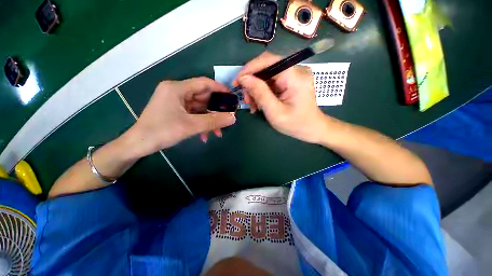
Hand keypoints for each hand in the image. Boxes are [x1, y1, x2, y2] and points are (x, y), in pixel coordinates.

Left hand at [123, 77, 235, 157]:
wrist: (138, 144)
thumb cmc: (162, 131)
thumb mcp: (191, 126)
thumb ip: (214, 121)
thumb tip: (233, 117)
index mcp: (177, 88)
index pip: (204, 83)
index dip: (219, 89)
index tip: (231, 98)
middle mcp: (177, 92)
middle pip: (203, 97)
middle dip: (215, 110)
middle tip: (227, 118)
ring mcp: (176, 102)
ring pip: (199, 108)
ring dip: (209, 120)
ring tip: (218, 132)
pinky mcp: (175, 111)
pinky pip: (193, 114)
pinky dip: (201, 123)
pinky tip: (205, 135)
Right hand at [234, 52, 327, 143]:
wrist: (312, 129)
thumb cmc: (296, 124)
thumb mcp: (275, 112)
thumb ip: (260, 94)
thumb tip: (244, 78)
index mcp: (295, 76)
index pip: (268, 61)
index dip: (249, 69)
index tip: (236, 81)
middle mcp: (295, 70)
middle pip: (266, 68)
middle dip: (252, 83)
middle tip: (246, 99)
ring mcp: (293, 75)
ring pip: (266, 76)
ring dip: (255, 89)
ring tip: (252, 105)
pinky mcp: (290, 81)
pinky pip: (271, 82)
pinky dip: (262, 92)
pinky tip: (259, 103)